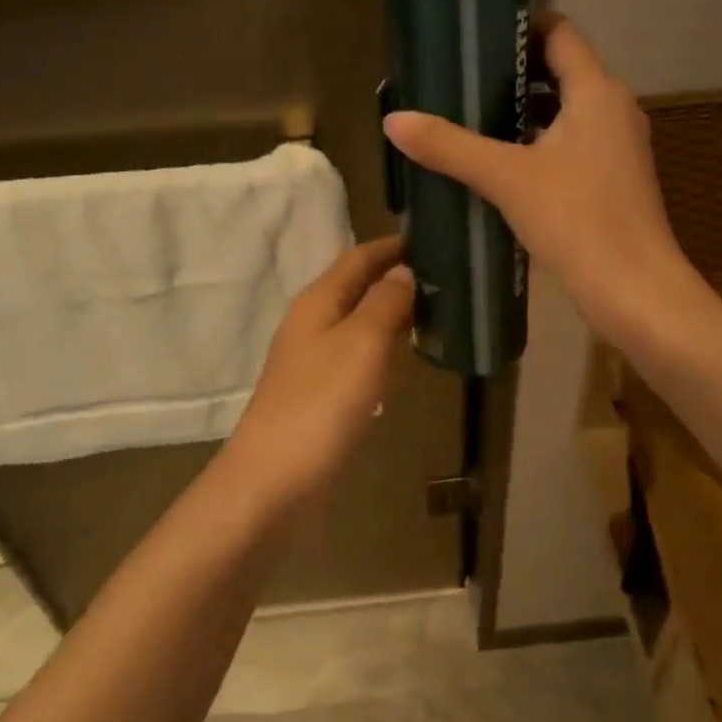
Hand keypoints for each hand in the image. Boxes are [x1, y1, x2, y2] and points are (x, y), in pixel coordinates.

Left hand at [226, 236, 414, 510]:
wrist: (275, 483)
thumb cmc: (321, 404)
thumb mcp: (361, 343)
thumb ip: (385, 302)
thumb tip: (404, 271)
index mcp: (317, 302)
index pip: (358, 259)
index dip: (392, 247)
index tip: (432, 238)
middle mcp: (312, 325)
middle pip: (356, 288)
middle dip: (395, 278)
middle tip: (446, 276)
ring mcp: (314, 363)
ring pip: (358, 324)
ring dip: (391, 313)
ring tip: (435, 311)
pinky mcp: (320, 397)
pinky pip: (357, 358)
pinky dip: (383, 349)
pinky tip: (404, 360)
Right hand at [383, 17, 697, 345]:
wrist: (635, 291)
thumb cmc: (578, 221)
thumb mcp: (506, 179)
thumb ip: (450, 146)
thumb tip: (394, 120)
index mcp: (597, 92)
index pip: (560, 33)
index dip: (520, 26)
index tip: (475, 36)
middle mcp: (614, 109)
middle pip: (560, 70)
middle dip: (512, 72)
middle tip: (460, 80)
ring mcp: (618, 146)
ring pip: (565, 111)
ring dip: (522, 111)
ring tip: (471, 119)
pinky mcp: (613, 180)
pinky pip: (570, 143)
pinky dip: (537, 143)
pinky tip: (500, 164)